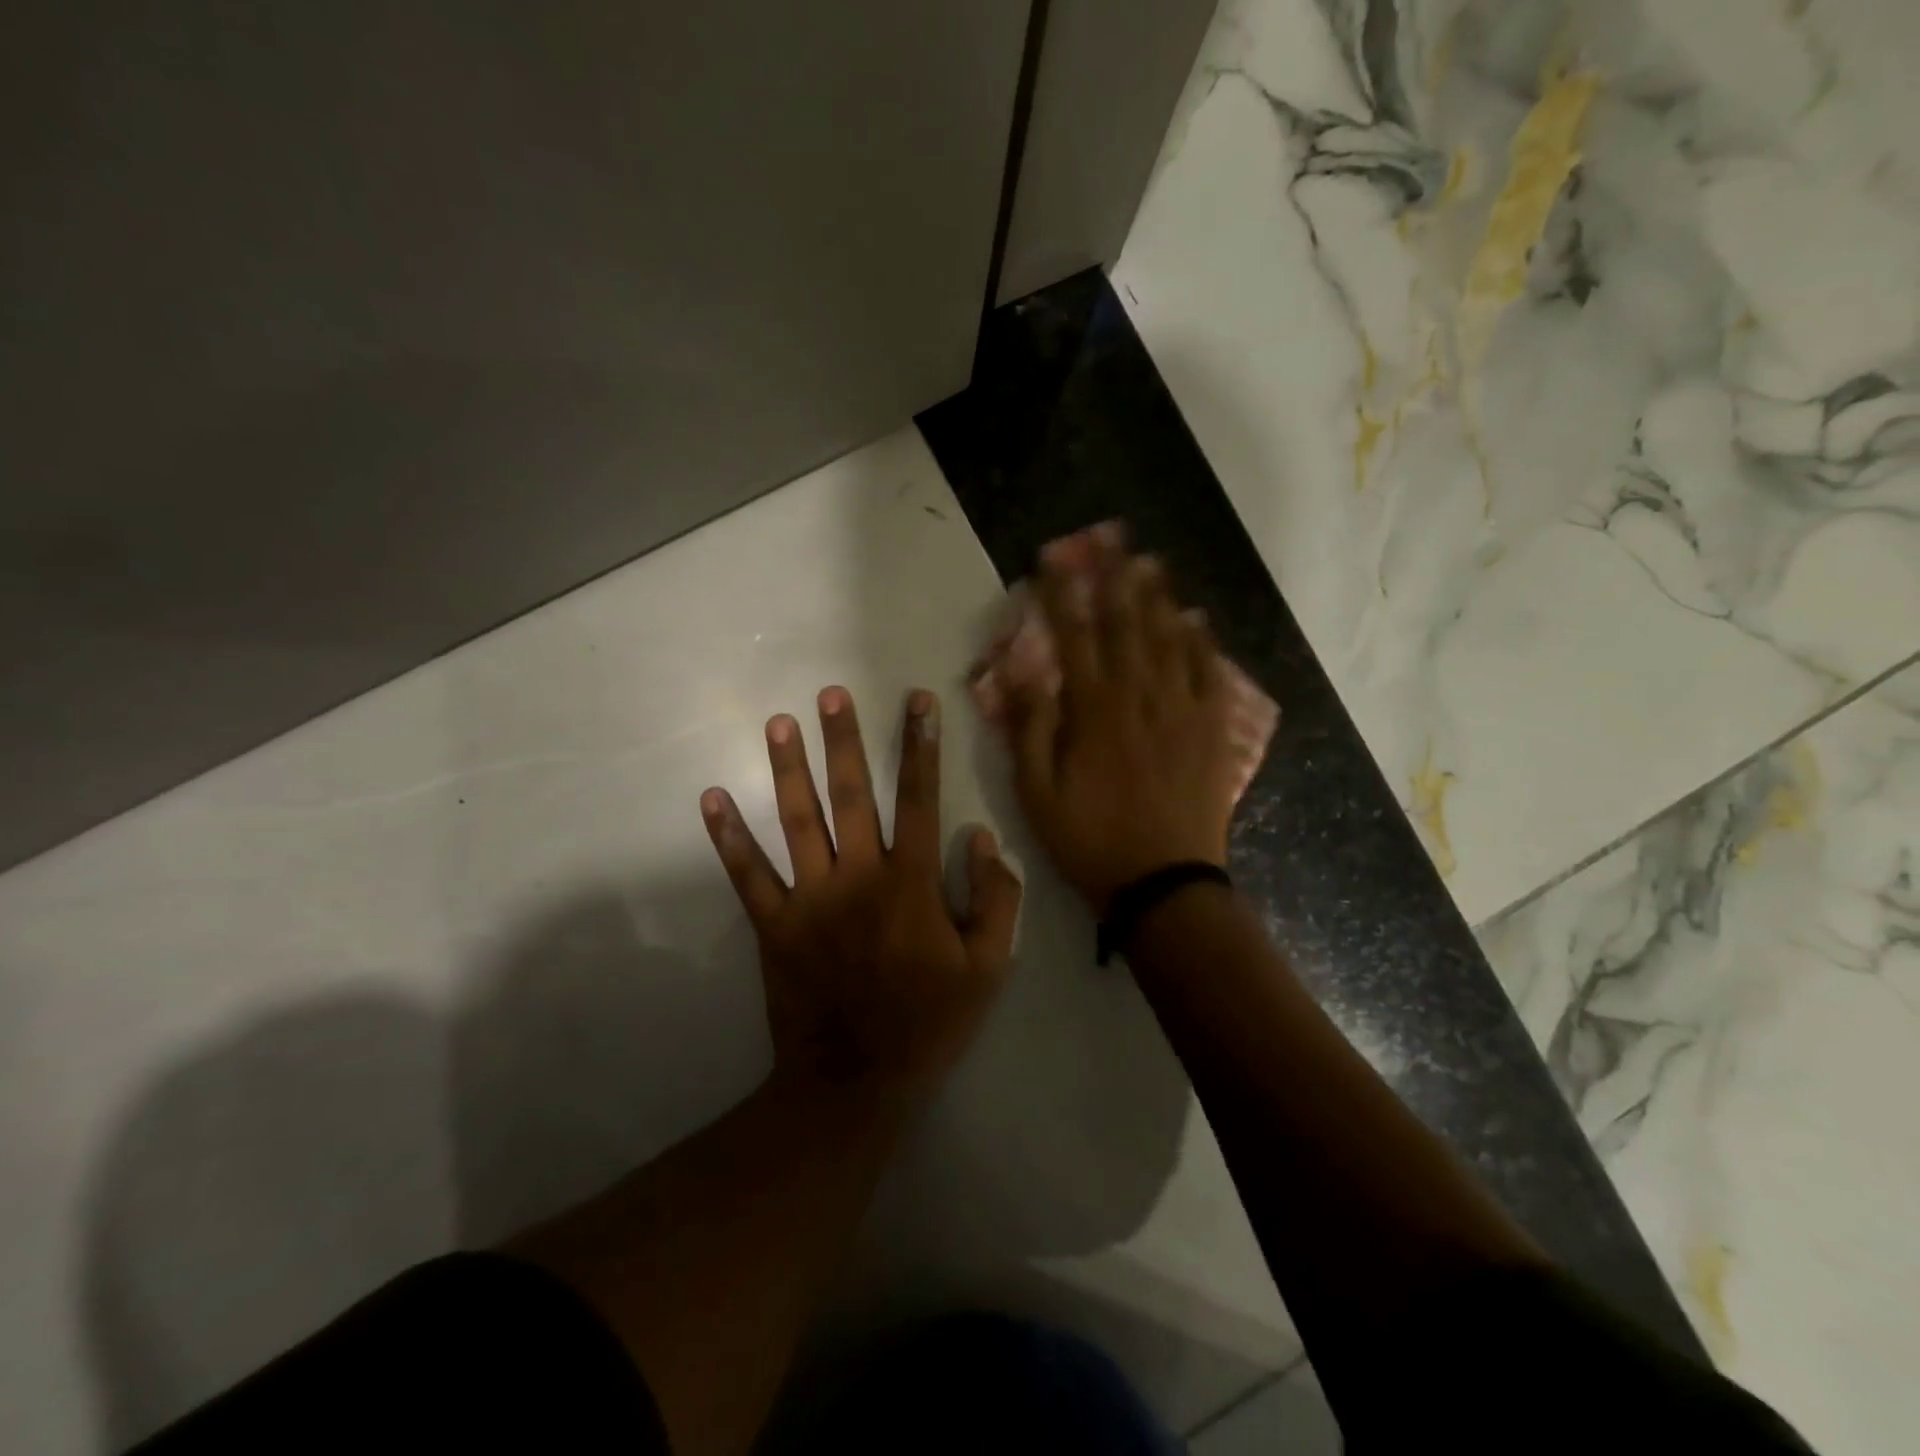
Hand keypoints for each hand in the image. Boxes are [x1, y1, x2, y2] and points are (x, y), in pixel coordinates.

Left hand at [701, 687, 1023, 1107]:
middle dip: (843, 740)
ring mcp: (810, 898)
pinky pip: (747, 875)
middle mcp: (858, 877)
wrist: (857, 1081)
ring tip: (777, 723)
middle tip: (830, 693)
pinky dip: (728, 838)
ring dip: (787, 769)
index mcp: (910, 883)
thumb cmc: (929, 1022)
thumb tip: (981, 836)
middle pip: (850, 795)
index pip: (918, 799)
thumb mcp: (988, 967)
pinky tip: (712, 799)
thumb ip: (996, 899)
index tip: (917, 702)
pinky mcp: (774, 925)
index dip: (920, 747)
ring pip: (797, 821)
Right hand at [1007, 530, 1237, 915]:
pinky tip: (1196, 619)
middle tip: (1110, 538)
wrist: (1164, 883)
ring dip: (1157, 598)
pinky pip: (1209, 676)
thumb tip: (1023, 671)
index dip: (1061, 596)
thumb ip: (1031, 729)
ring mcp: (1182, 712)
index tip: (1053, 560)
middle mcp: (1140, 699)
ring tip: (1149, 561)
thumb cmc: (1090, 841)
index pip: (1074, 639)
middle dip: (1114, 578)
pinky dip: (1202, 643)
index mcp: (1094, 713)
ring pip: (1169, 641)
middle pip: (1125, 626)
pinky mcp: (1211, 732)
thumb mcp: (1037, 795)